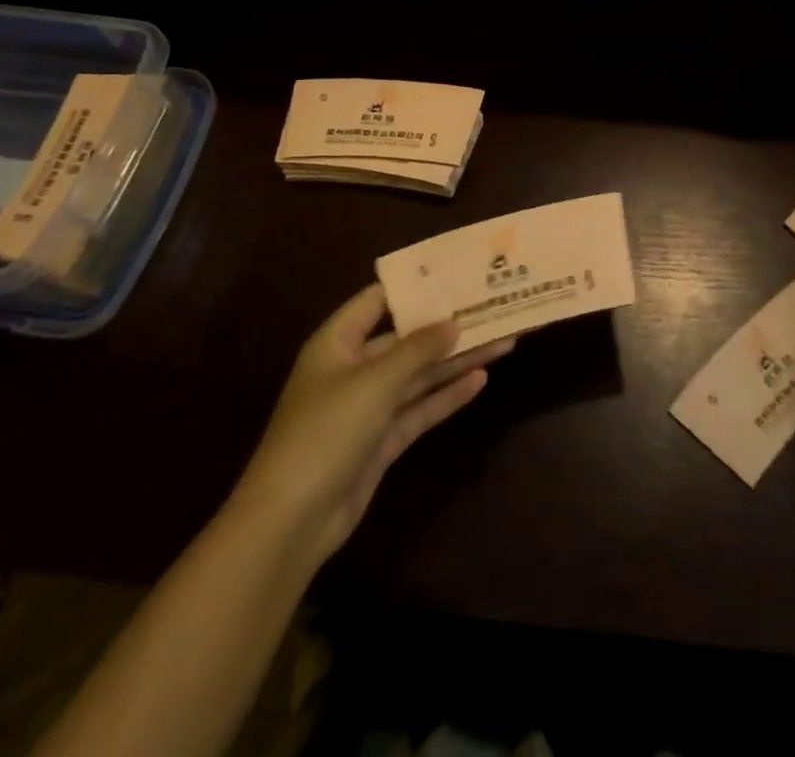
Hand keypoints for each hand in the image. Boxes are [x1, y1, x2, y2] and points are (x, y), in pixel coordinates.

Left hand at [231, 284, 512, 567]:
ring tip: (503, 340)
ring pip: (420, 374)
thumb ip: (417, 349)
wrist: (291, 522)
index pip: (378, 300)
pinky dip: (448, 395)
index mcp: (338, 342)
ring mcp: (369, 406)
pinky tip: (481, 380)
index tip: (456, 271)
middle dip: (448, 326)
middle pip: (407, 339)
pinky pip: (420, 408)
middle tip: (493, 307)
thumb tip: (454, 322)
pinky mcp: (382, 440)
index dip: (415, 285)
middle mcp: (354, 368)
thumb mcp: (375, 382)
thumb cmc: (326, 432)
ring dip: (457, 360)